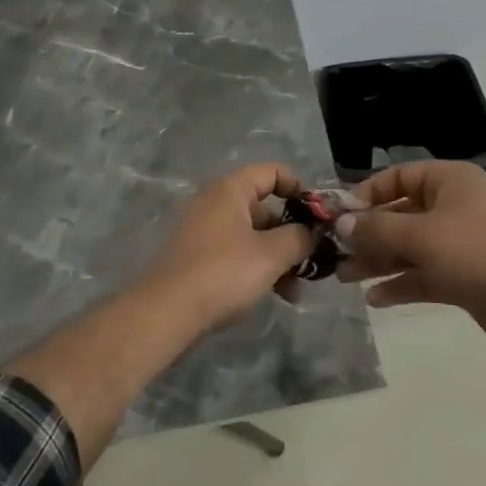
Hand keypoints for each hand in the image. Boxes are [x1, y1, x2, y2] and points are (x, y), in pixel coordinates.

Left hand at [134, 164, 315, 329]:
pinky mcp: (198, 259)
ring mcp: (204, 232)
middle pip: (265, 208)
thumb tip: (311, 234)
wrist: (166, 313)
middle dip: (293, 235)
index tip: (318, 215)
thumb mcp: (271, 254)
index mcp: (230, 191)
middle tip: (313, 260)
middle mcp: (215, 204)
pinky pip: (237, 255)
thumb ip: (299, 238)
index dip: (299, 188)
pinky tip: (275, 296)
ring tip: (296, 291)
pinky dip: (258, 269)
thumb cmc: (223, 273)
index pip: (272, 172)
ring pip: (253, 236)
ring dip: (279, 258)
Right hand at [335, 161, 485, 349]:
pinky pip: (424, 274)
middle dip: (368, 234)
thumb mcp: (420, 235)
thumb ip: (377, 228)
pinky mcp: (463, 275)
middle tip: (335, 252)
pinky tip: (375, 298)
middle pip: (400, 214)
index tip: (340, 216)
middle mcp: (453, 206)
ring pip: (409, 247)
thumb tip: (342, 223)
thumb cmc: (475, 252)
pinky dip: (401, 283)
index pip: (398, 177)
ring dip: (379, 261)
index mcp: (448, 181)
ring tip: (345, 277)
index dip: (367, 194)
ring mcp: (459, 242)